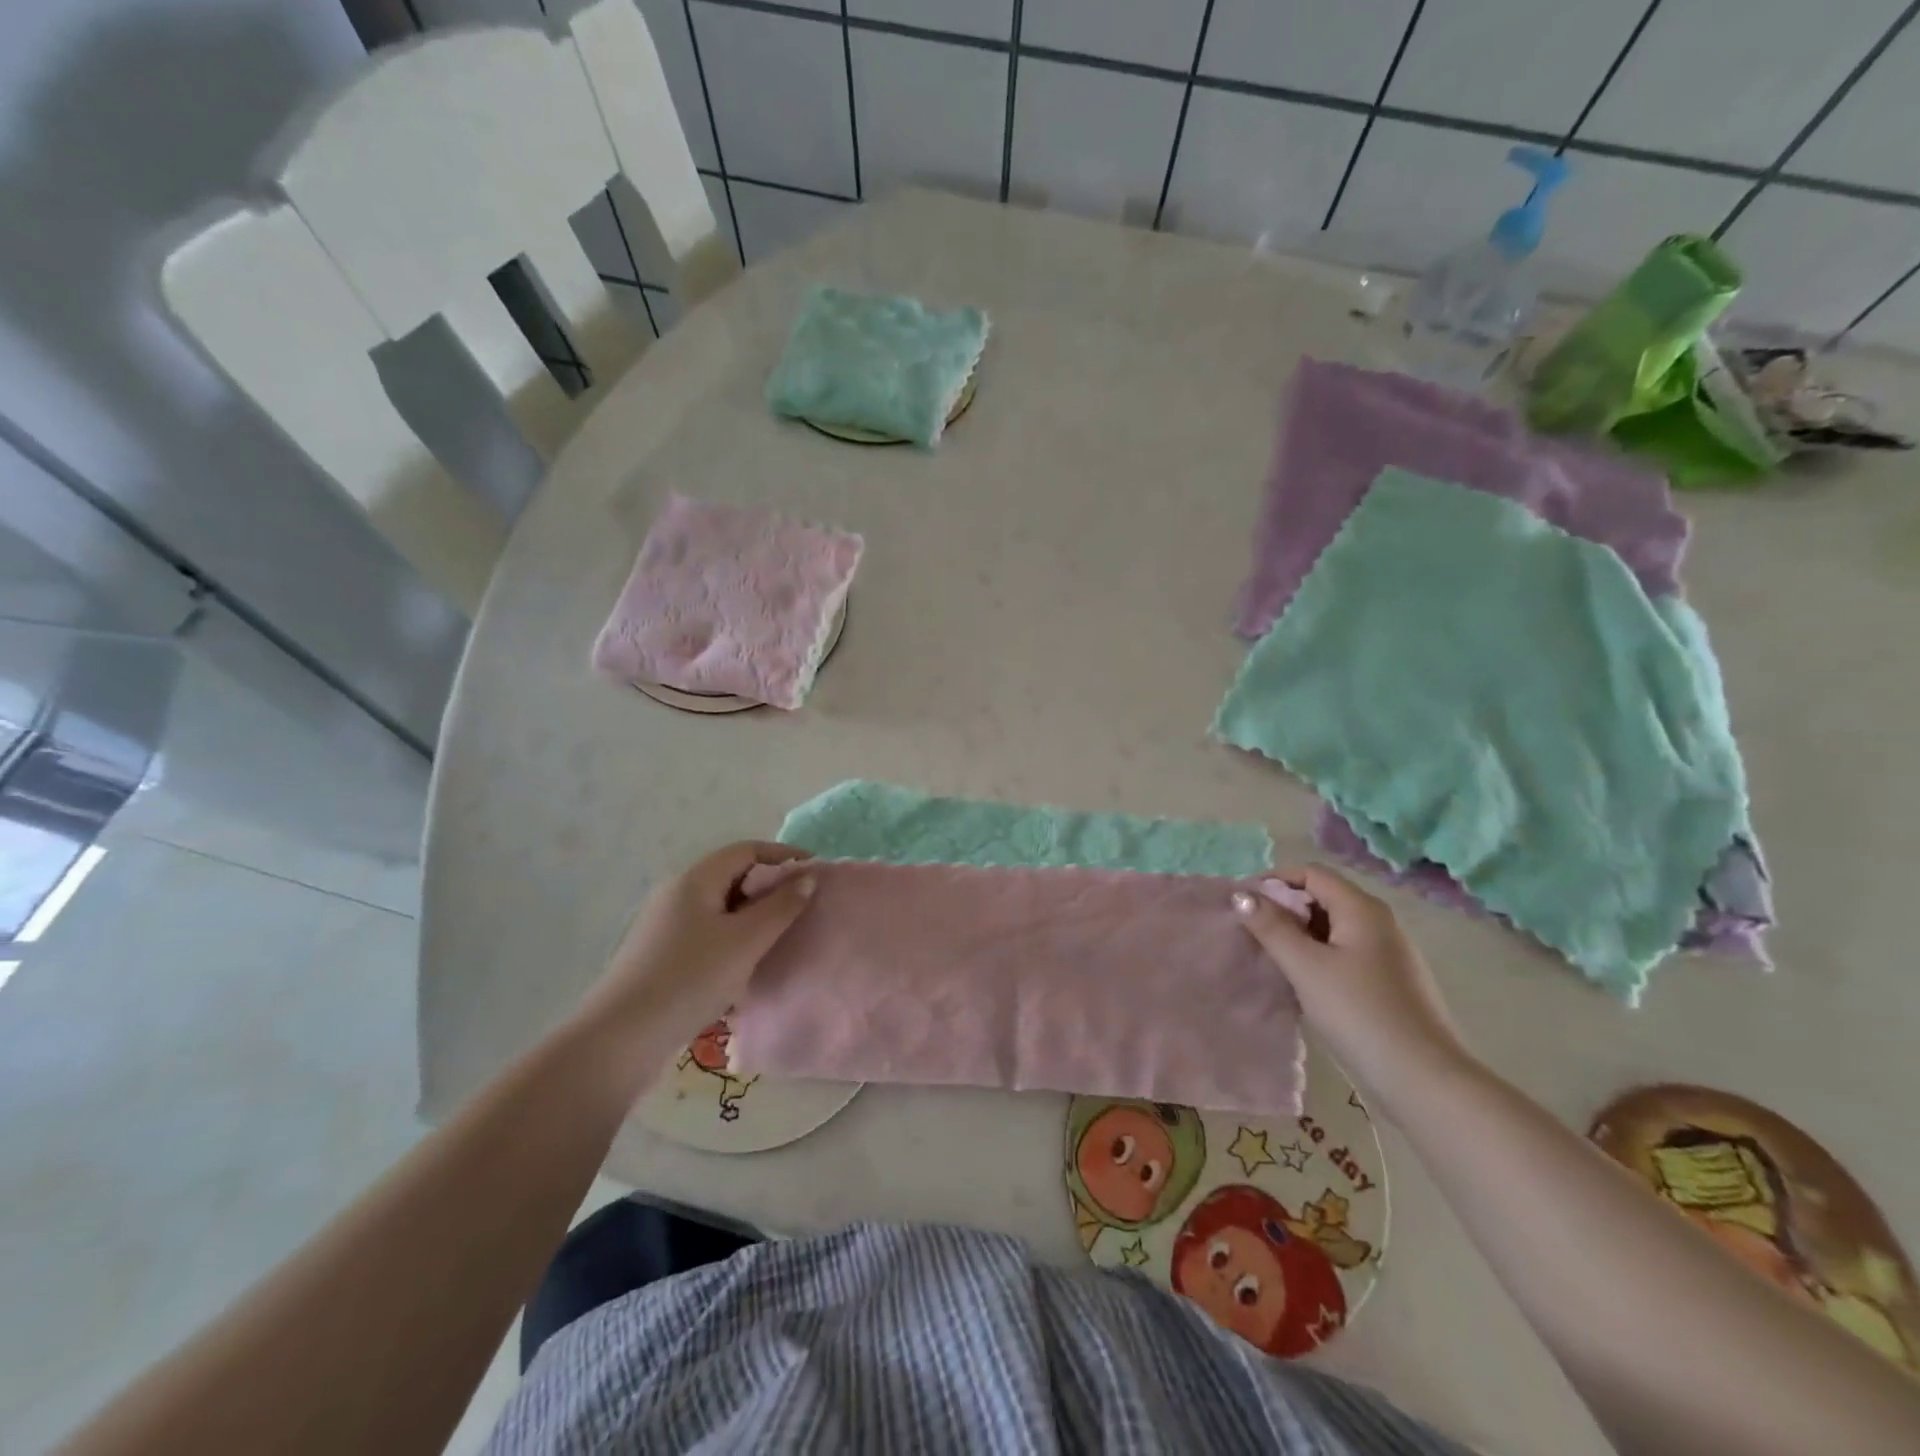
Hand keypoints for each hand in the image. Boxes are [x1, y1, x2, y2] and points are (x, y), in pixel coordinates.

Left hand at [578, 841, 816, 1049]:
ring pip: (720, 906)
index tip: (815, 873)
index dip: (784, 856)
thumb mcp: (746, 940)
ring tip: (780, 937)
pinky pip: (707, 931)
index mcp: (696, 879)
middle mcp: (677, 893)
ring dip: (753, 915)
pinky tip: (745, 964)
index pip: (747, 850)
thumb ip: (781, 906)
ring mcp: (665, 924)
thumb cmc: (691, 978)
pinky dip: (733, 937)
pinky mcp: (660, 953)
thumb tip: (807, 877)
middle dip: (770, 887)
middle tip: (802, 908)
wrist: (622, 1038)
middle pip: (732, 875)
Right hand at [1233, 866, 1474, 1116]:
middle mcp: (1380, 922)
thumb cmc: (1359, 1013)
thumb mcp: (1306, 967)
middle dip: (1284, 909)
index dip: (1274, 881)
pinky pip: (1345, 953)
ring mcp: (1389, 954)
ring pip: (1333, 928)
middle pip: (1323, 897)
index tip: (1242, 905)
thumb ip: (1271, 927)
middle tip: (1252, 933)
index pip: (1310, 873)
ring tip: (1271, 958)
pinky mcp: (1390, 982)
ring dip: (1299, 935)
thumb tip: (1241, 894)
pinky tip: (1303, 983)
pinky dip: (1318, 956)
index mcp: (1362, 909)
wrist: (1423, 1081)